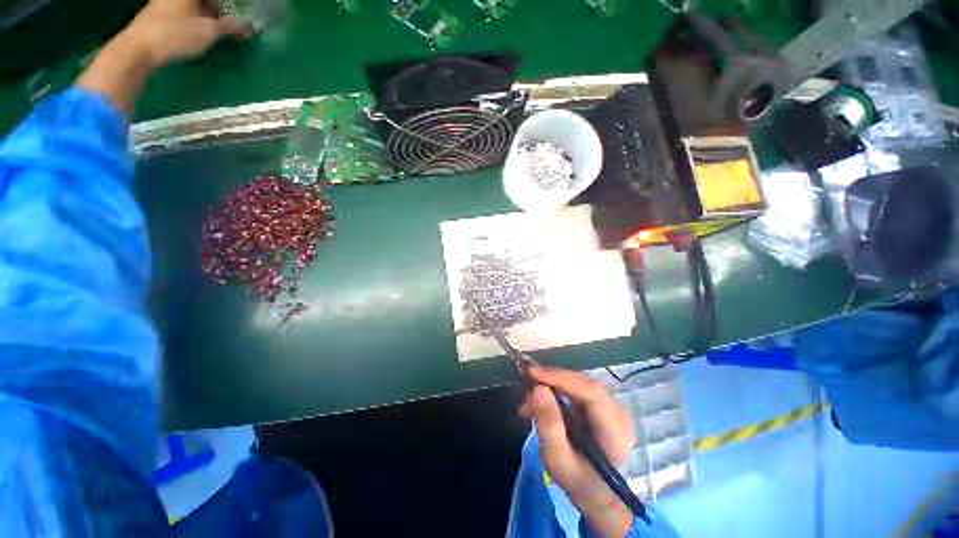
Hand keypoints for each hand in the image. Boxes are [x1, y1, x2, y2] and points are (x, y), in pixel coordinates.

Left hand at [122, 0, 248, 68]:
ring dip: (201, 14)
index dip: (224, 6)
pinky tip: (191, 32)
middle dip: (213, 9)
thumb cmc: (175, 34)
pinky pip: (178, 11)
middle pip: (201, 0)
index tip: (231, 20)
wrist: (138, 48)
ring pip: (189, 5)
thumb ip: (229, 27)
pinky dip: (189, 19)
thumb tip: (247, 26)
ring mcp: (163, 1)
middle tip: (221, 24)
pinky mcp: (155, 13)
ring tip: (207, 31)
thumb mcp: (208, 32)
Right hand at [520, 366, 635, 536]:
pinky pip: (575, 388)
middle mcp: (618, 411)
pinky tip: (539, 404)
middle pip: (582, 383)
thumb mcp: (558, 460)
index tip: (532, 373)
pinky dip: (554, 391)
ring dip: (550, 387)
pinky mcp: (600, 404)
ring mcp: (610, 406)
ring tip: (528, 405)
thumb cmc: (578, 481)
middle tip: (525, 388)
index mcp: (616, 430)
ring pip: (576, 383)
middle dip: (551, 381)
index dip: (561, 377)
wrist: (596, 493)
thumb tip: (538, 389)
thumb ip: (549, 426)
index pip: (590, 391)